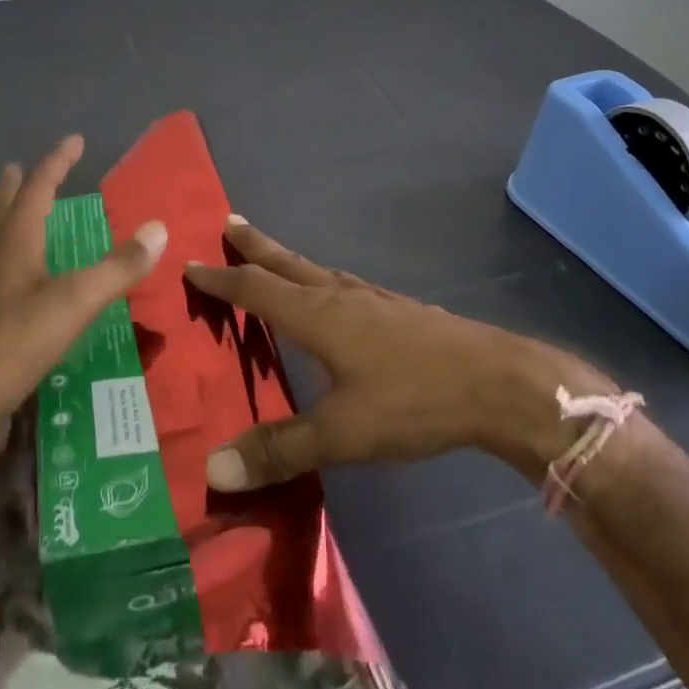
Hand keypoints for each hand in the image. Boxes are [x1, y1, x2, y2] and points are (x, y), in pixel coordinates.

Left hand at [0, 135, 166, 476]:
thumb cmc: (13, 345)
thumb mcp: (74, 303)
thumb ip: (117, 268)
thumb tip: (158, 228)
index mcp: (13, 246)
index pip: (36, 191)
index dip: (56, 163)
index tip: (74, 140)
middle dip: (12, 188)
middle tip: (19, 169)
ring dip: (6, 221)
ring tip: (19, 217)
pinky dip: (12, 263)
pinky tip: (25, 284)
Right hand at [185, 220, 616, 489]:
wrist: (497, 383)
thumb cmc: (412, 401)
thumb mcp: (340, 434)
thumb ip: (278, 449)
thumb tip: (211, 466)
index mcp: (317, 315)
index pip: (255, 289)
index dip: (221, 279)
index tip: (191, 263)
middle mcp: (340, 296)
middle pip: (287, 264)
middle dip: (255, 246)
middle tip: (229, 223)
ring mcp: (373, 301)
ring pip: (317, 272)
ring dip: (287, 261)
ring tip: (272, 257)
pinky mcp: (399, 312)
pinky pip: (343, 286)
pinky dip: (320, 281)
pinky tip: (335, 297)